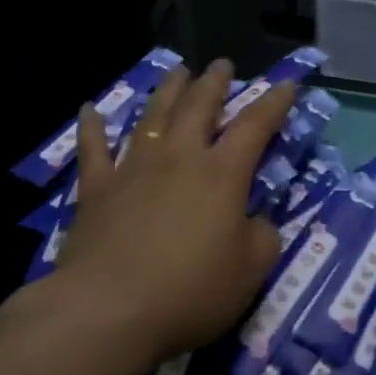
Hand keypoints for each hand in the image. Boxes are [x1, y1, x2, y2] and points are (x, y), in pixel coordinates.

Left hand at [52, 59, 294, 371]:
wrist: (109, 309)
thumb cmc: (190, 291)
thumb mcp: (250, 271)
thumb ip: (262, 238)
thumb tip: (256, 221)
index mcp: (222, 174)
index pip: (255, 126)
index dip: (274, 103)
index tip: (286, 84)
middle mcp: (179, 158)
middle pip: (199, 107)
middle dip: (215, 83)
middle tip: (223, 65)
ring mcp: (134, 168)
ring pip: (153, 115)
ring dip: (168, 90)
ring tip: (178, 70)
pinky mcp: (97, 188)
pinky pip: (94, 148)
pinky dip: (92, 127)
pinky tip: (89, 110)